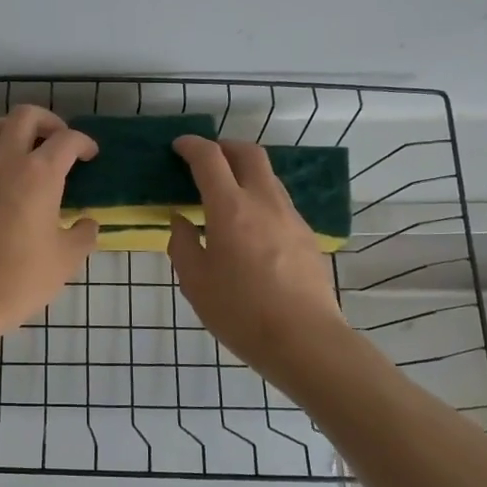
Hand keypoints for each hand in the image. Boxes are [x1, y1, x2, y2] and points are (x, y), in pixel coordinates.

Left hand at [0, 104, 98, 341]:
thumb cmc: (20, 278)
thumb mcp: (66, 260)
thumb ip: (83, 235)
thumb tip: (87, 223)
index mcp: (40, 174)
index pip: (67, 140)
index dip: (84, 143)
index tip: (90, 155)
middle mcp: (5, 159)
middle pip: (26, 116)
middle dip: (48, 121)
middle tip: (57, 140)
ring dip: (12, 128)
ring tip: (23, 147)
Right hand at [168, 136, 348, 373]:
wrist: (305, 340)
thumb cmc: (241, 313)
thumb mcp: (195, 283)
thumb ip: (182, 244)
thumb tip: (180, 220)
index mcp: (230, 209)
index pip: (210, 158)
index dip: (192, 146)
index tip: (179, 146)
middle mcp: (264, 202)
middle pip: (249, 153)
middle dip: (225, 146)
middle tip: (206, 158)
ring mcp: (290, 217)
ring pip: (269, 176)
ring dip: (245, 171)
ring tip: (227, 192)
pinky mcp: (307, 235)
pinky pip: (279, 202)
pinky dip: (260, 197)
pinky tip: (250, 226)